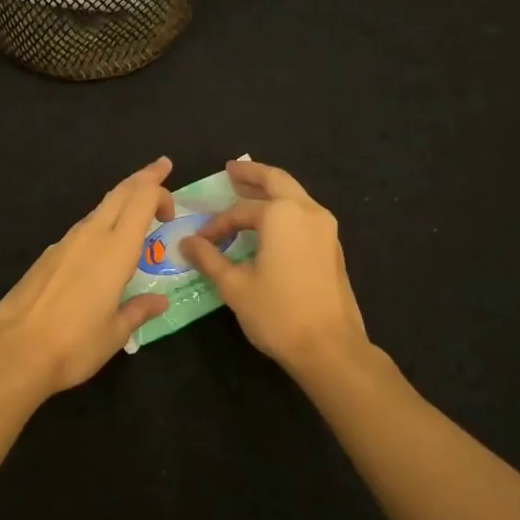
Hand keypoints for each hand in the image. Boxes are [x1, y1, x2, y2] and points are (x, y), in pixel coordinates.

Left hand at [0, 158, 176, 397]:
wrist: (15, 352)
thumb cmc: (75, 345)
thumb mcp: (116, 333)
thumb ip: (139, 310)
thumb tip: (159, 301)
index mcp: (116, 250)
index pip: (142, 199)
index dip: (160, 192)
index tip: (171, 210)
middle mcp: (91, 236)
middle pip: (120, 192)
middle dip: (143, 178)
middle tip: (161, 168)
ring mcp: (64, 243)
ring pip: (98, 209)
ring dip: (120, 203)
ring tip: (135, 213)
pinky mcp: (47, 256)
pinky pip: (81, 230)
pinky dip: (99, 226)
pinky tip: (101, 249)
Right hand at [180, 159, 368, 372]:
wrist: (330, 348)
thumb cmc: (277, 313)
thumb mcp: (234, 286)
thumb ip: (209, 258)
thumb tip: (186, 242)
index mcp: (281, 214)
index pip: (239, 211)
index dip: (216, 224)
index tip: (199, 241)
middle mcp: (307, 211)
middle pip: (276, 181)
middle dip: (252, 175)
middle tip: (231, 170)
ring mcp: (326, 228)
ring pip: (294, 196)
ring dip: (270, 191)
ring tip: (248, 192)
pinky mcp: (333, 247)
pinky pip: (304, 214)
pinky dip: (284, 210)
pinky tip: (270, 224)